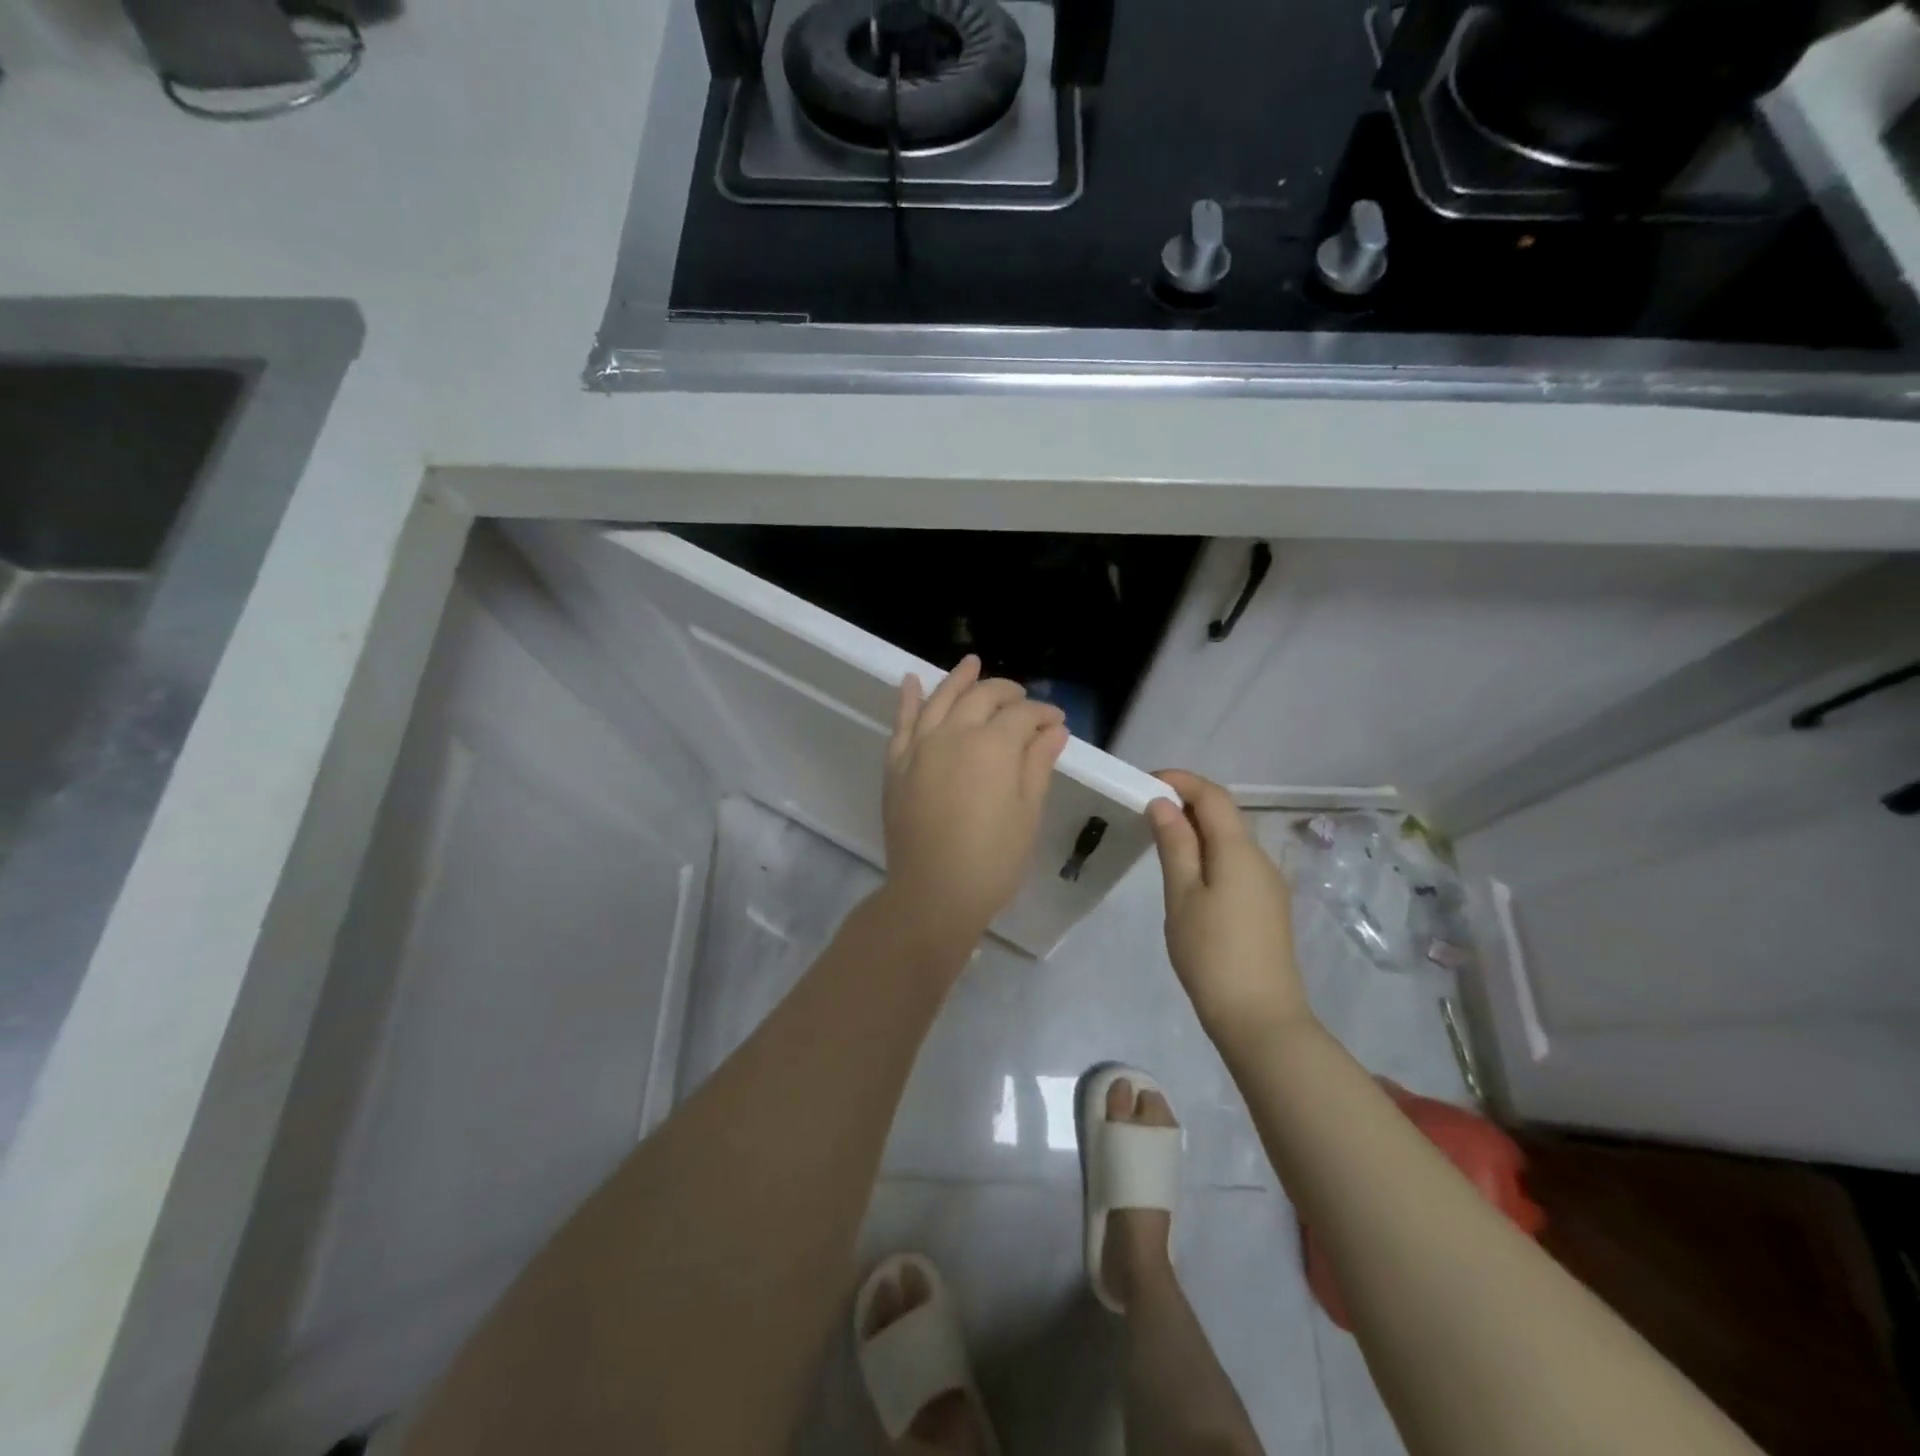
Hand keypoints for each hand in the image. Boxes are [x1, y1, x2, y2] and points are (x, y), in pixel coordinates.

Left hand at [881, 655, 1069, 949]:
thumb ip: (1038, 764)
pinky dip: (908, 699)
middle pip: (982, 697)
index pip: (1022, 715)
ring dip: (959, 679)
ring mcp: (920, 747)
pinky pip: (902, 723)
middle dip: (1007, 692)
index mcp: (993, 745)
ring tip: (972, 663)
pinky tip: (911, 681)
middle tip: (1023, 698)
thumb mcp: (1027, 813)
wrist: (933, 894)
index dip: (1043, 714)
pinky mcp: (897, 765)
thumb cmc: (992, 860)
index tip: (1057, 723)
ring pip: (941, 699)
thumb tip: (1053, 730)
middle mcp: (954, 734)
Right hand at [1147, 770, 1311, 1046]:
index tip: (1145, 782)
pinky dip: (1210, 854)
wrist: (1260, 1018)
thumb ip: (1175, 844)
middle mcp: (1261, 859)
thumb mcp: (1182, 895)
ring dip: (1198, 830)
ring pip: (1231, 841)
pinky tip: (1188, 876)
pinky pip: (1236, 864)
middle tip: (1145, 810)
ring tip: (1160, 841)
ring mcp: (1268, 885)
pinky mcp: (1267, 907)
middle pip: (1225, 815)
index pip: (1213, 796)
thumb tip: (1164, 803)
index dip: (1181, 781)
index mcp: (1240, 851)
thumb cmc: (1211, 953)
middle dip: (1187, 803)